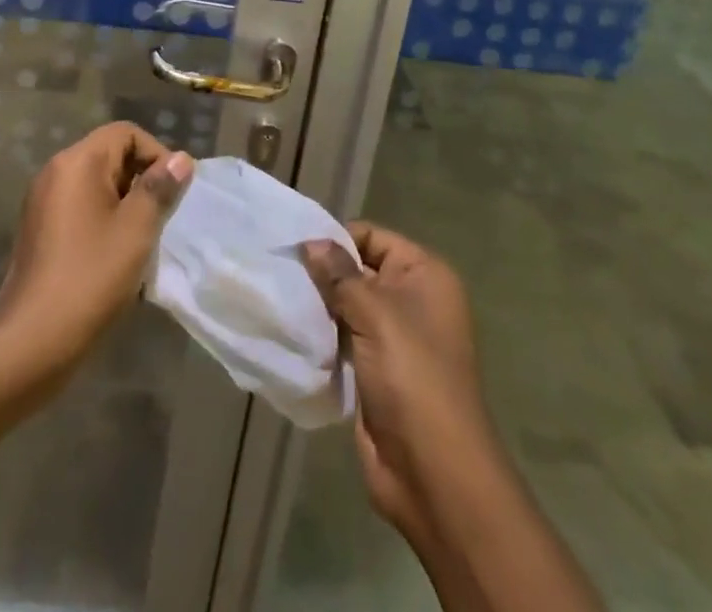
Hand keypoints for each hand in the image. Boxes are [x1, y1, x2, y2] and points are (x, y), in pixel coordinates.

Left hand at [0, 121, 192, 381]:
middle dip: (142, 181)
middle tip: (163, 220)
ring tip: (144, 242)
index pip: (125, 133)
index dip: (156, 153)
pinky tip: (118, 260)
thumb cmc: (90, 278)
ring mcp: (43, 202)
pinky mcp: (40, 231)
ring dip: (126, 206)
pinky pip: (81, 210)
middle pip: (110, 156)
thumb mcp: (136, 231)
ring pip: (97, 186)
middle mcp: (55, 172)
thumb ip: (159, 189)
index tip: (174, 192)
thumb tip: (180, 159)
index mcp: (77, 162)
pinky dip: (104, 223)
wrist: (32, 342)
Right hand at [301, 223, 493, 541]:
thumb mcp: (375, 314)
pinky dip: (321, 335)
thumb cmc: (412, 377)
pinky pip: (342, 339)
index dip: (336, 240)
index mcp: (424, 275)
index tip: (294, 247)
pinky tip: (290, 330)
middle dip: (322, 273)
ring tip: (278, 297)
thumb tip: (310, 241)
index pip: (372, 237)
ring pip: (346, 306)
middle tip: (278, 271)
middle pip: (357, 270)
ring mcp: (394, 339)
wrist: (433, 473)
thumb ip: (339, 275)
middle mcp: (412, 300)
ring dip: (318, 306)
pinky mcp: (375, 371)